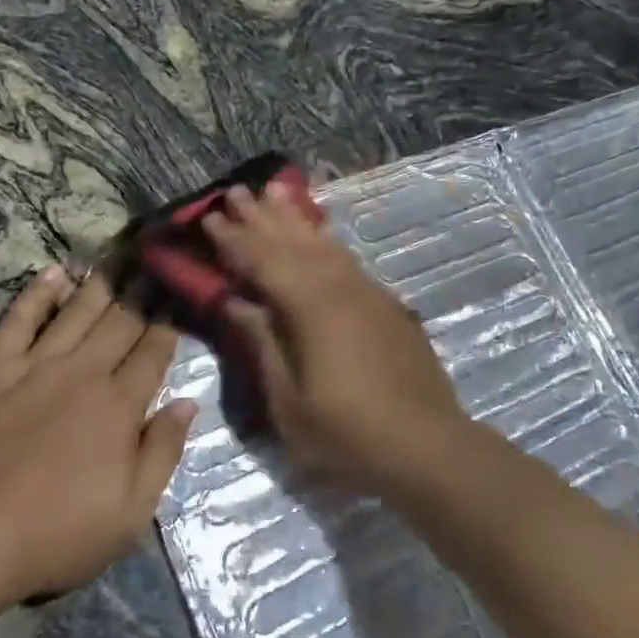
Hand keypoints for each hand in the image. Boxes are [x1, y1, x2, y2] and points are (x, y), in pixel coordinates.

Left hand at [0, 267, 194, 606]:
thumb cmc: (54, 534)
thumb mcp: (129, 513)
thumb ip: (162, 452)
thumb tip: (189, 403)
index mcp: (119, 407)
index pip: (153, 353)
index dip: (169, 323)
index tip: (179, 295)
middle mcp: (82, 374)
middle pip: (120, 324)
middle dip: (142, 292)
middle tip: (156, 262)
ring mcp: (34, 366)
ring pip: (76, 314)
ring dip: (100, 285)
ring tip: (119, 258)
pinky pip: (18, 321)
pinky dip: (38, 295)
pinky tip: (55, 274)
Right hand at [204, 182, 469, 489]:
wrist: (428, 446)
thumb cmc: (348, 435)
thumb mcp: (289, 401)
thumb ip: (263, 344)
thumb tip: (236, 302)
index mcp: (311, 308)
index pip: (263, 262)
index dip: (234, 241)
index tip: (209, 218)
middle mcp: (340, 288)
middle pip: (293, 243)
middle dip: (261, 217)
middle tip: (236, 191)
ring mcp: (368, 293)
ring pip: (324, 244)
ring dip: (295, 218)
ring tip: (276, 191)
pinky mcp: (386, 305)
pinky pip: (346, 260)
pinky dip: (325, 241)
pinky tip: (319, 236)